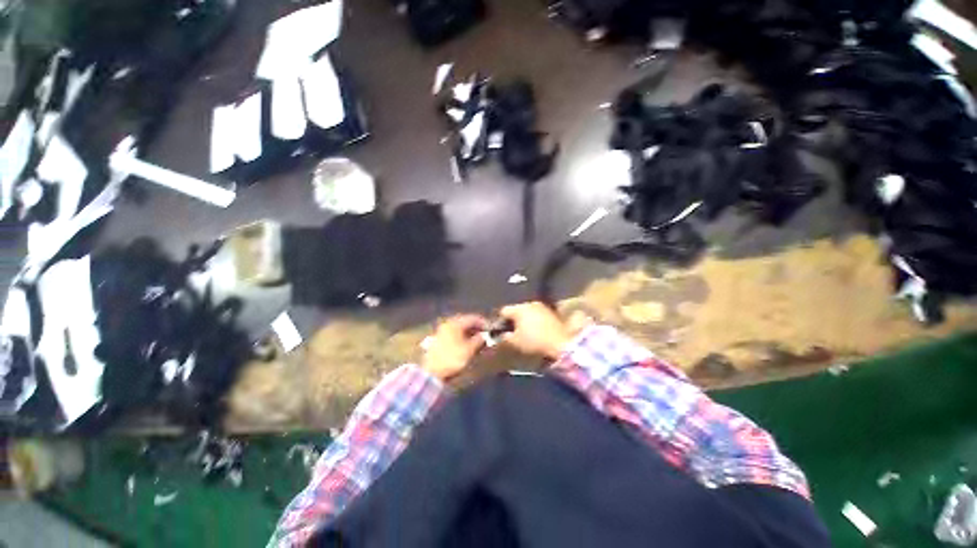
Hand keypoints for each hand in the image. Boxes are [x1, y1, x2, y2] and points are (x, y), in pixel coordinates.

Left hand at [422, 315, 488, 380]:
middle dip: (476, 328)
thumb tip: (484, 335)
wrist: (431, 372)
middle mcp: (447, 324)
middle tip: (485, 334)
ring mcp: (441, 332)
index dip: (483, 322)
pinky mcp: (438, 340)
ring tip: (477, 341)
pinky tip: (466, 344)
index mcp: (455, 323)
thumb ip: (479, 340)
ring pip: (459, 329)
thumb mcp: (469, 350)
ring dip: (469, 333)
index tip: (491, 329)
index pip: (473, 318)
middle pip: (465, 322)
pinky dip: (461, 337)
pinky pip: (453, 334)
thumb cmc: (452, 358)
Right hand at [499, 302, 590, 358]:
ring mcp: (542, 307)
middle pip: (516, 310)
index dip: (499, 322)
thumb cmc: (534, 341)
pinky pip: (537, 315)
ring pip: (527, 313)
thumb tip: (500, 336)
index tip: (498, 332)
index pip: (503, 311)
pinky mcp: (551, 313)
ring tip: (523, 334)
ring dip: (523, 321)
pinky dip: (533, 322)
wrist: (561, 344)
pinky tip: (535, 332)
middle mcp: (530, 303)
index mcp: (519, 308)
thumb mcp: (514, 342)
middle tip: (510, 333)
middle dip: (512, 321)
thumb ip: (503, 338)